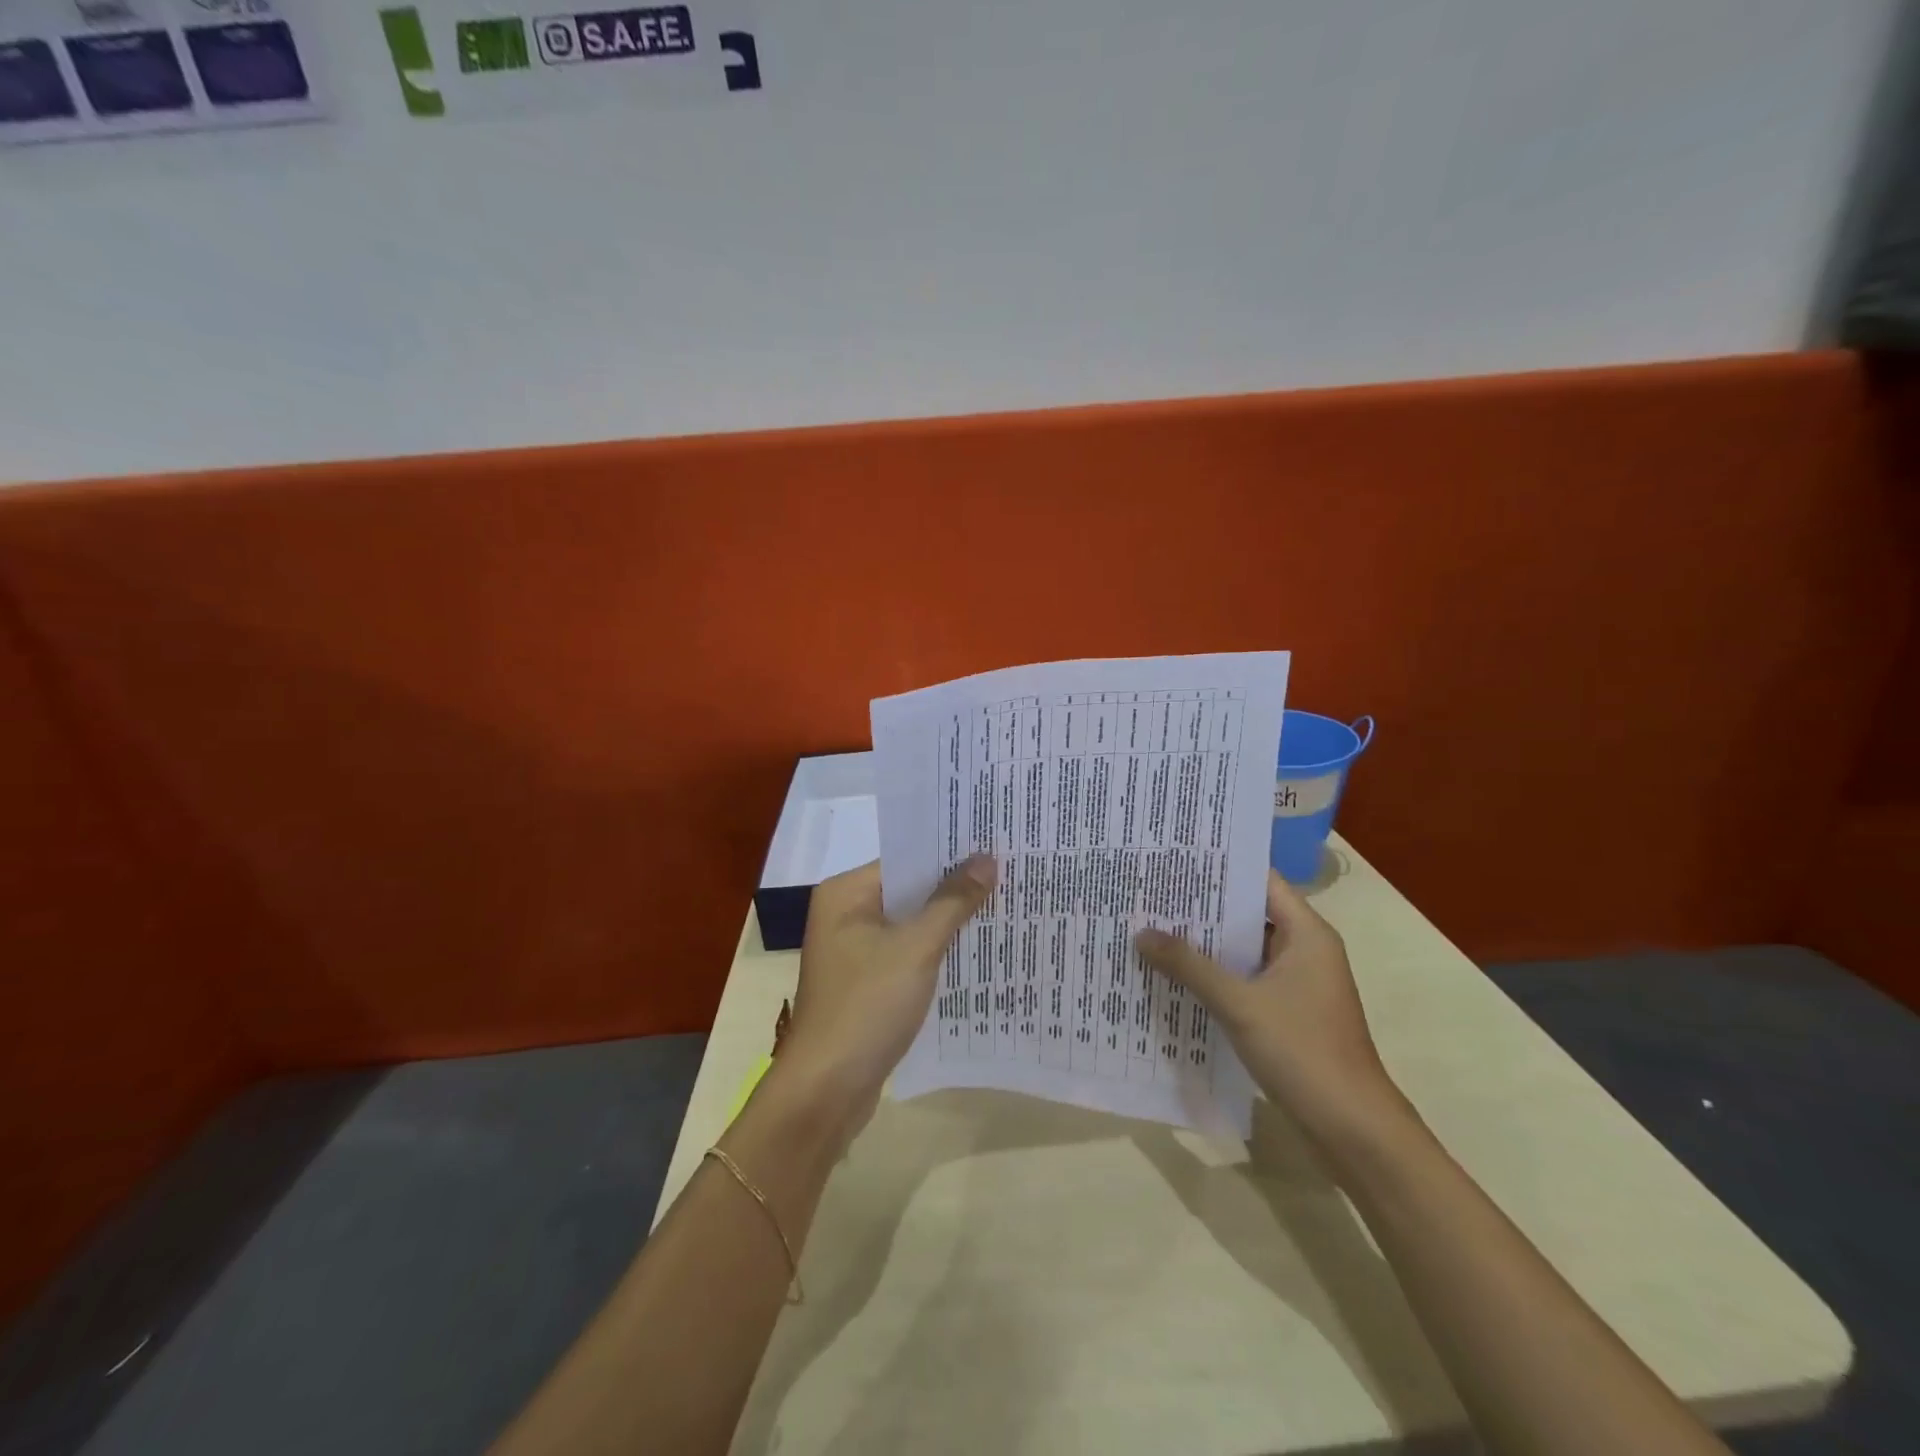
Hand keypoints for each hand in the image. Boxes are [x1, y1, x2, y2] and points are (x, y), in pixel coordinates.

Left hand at [777, 854, 996, 1141]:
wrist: (826, 1091)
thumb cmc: (867, 1006)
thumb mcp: (916, 948)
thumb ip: (952, 901)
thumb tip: (986, 858)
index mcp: (845, 893)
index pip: (904, 859)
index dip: (949, 854)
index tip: (993, 846)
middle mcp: (844, 914)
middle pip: (908, 890)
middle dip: (953, 888)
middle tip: (1006, 874)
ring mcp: (853, 951)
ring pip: (910, 924)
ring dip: (947, 921)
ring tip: (1001, 906)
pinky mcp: (865, 983)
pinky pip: (906, 954)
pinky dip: (935, 951)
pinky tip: (974, 950)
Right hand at [1136, 870, 1405, 1148]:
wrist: (1354, 1131)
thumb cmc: (1303, 1052)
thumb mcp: (1239, 1004)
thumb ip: (1189, 966)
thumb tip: (1141, 933)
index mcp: (1306, 934)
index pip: (1260, 881)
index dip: (1220, 867)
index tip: (1174, 859)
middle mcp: (1303, 950)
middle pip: (1248, 914)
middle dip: (1202, 907)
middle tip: (1151, 891)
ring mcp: (1296, 984)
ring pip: (1243, 951)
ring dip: (1205, 944)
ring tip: (1152, 927)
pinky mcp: (1286, 1014)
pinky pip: (1244, 981)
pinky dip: (1214, 977)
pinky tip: (1174, 976)